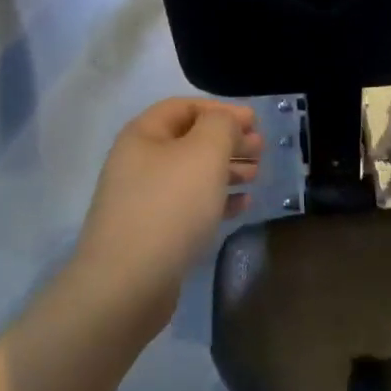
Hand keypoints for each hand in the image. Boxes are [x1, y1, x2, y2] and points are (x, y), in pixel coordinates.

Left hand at [64, 98, 261, 339]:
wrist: (128, 283)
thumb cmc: (169, 207)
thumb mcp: (204, 153)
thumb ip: (222, 126)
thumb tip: (227, 122)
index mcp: (143, 135)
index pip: (184, 106)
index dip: (221, 109)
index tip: (256, 121)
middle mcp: (138, 162)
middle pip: (189, 140)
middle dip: (227, 140)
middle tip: (261, 149)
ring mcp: (143, 199)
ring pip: (191, 174)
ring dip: (225, 170)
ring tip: (257, 175)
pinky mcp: (152, 232)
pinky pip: (189, 206)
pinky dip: (216, 200)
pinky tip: (241, 205)